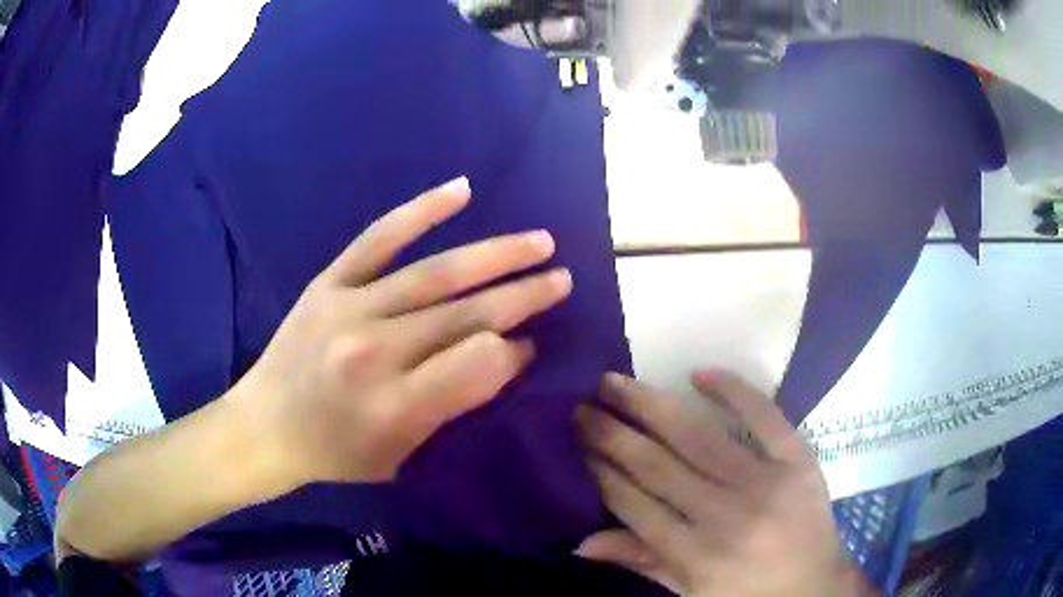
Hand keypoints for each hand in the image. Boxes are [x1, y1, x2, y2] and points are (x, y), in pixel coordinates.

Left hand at [229, 176, 572, 486]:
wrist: (265, 426)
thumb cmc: (337, 452)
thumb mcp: (402, 455)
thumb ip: (455, 404)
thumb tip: (508, 351)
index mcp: (395, 407)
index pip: (477, 366)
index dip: (514, 351)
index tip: (535, 342)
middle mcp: (375, 352)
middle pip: (465, 316)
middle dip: (523, 296)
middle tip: (562, 279)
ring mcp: (349, 308)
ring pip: (435, 274)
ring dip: (495, 255)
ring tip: (539, 241)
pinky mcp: (329, 282)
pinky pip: (379, 239)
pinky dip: (421, 211)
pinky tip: (461, 190)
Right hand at [575, 372, 877, 596]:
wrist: (814, 585)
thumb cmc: (746, 594)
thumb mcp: (689, 592)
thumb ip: (640, 562)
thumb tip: (581, 542)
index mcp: (695, 556)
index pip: (634, 505)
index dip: (602, 471)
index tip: (578, 443)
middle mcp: (726, 517)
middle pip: (658, 467)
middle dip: (612, 433)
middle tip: (582, 406)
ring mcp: (766, 484)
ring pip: (698, 438)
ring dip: (651, 406)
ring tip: (614, 382)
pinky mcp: (798, 461)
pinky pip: (764, 417)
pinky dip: (733, 391)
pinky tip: (699, 373)